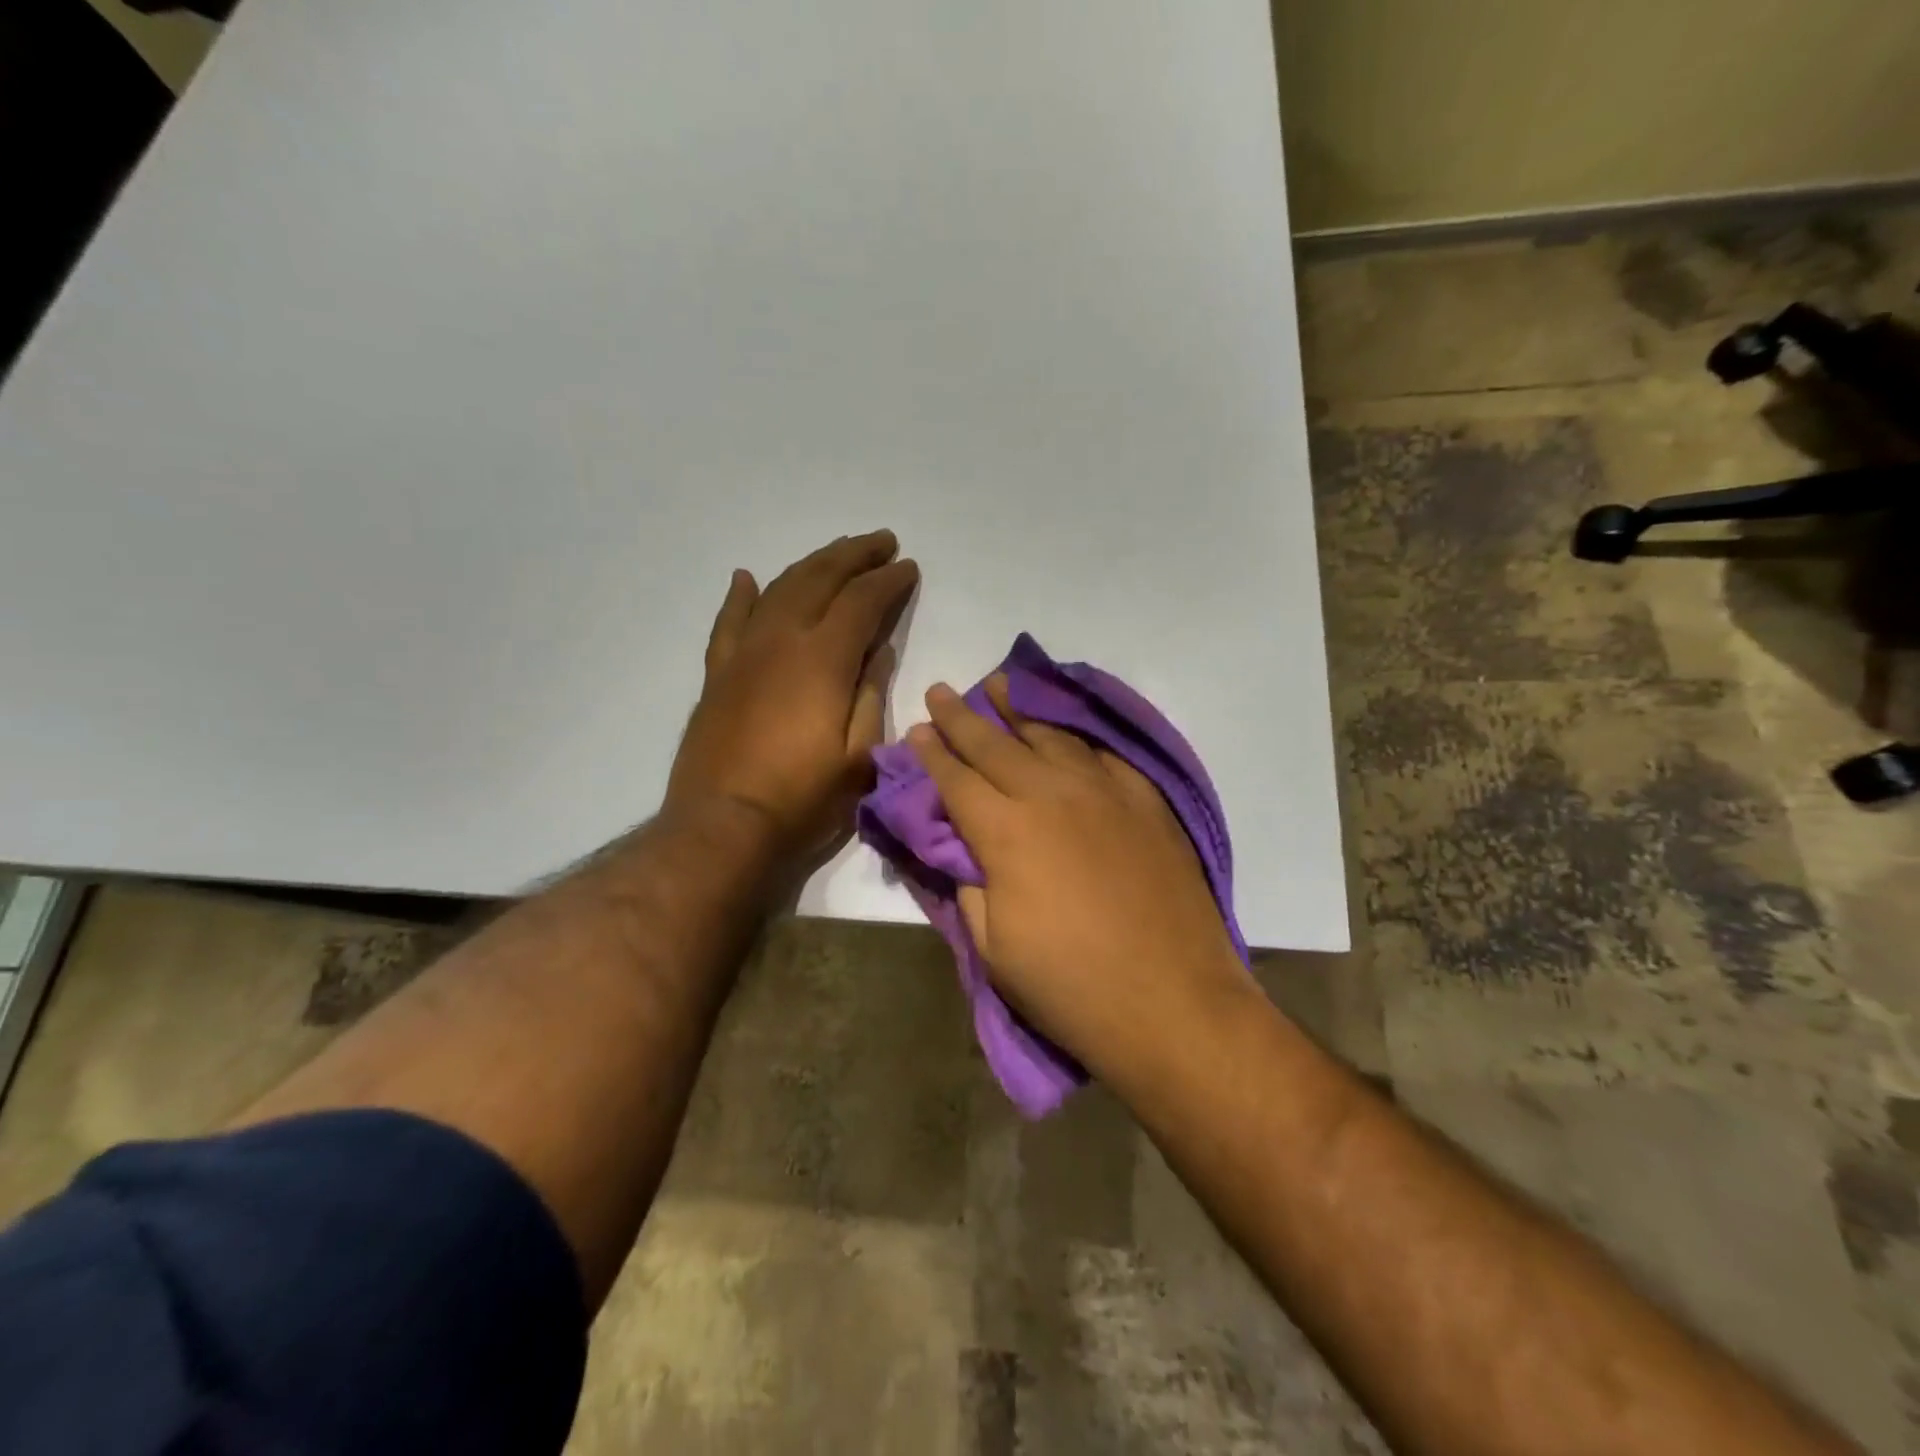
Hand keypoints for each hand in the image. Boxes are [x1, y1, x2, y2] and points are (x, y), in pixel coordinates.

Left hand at [667, 530, 917, 869]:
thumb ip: (871, 694)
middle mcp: (780, 640)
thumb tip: (877, 649)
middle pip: (819, 579)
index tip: (908, 567)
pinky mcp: (718, 674)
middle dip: (854, 555)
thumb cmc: (802, 799)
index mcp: (821, 659)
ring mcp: (743, 654)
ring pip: (778, 589)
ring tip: (837, 552)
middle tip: (881, 542)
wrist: (722, 826)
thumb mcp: (859, 755)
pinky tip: (748, 578)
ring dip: (811, 564)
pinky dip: (742, 595)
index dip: (888, 580)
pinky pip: (729, 620)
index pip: (861, 601)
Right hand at [906, 675, 1247, 1084]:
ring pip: (1051, 735)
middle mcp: (1051, 795)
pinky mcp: (1146, 801)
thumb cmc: (1070, 986)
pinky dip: (1078, 732)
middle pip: (995, 744)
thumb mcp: (993, 948)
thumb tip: (962, 848)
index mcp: (1005, 831)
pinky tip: (1067, 724)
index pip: (956, 779)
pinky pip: (1105, 752)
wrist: (1173, 1003)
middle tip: (940, 691)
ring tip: (999, 685)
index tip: (915, 731)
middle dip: (961, 717)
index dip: (931, 754)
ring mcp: (1104, 792)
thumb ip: (970, 885)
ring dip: (1018, 708)